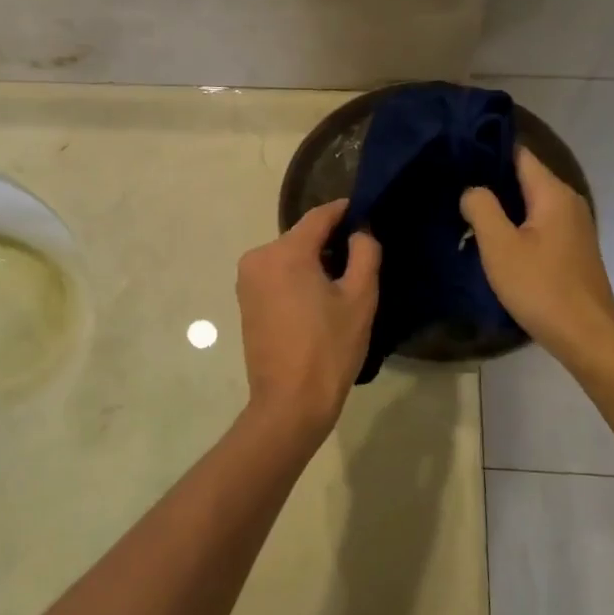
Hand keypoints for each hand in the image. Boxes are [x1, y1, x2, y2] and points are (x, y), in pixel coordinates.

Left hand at [236, 199, 381, 442]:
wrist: (289, 404)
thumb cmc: (329, 349)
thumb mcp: (360, 298)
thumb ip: (365, 253)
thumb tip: (360, 231)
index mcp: (285, 252)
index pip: (320, 216)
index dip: (346, 211)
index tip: (368, 213)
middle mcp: (258, 257)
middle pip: (302, 236)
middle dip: (331, 242)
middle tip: (362, 257)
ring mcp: (247, 280)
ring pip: (289, 256)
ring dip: (314, 262)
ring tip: (343, 282)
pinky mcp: (245, 301)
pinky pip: (277, 275)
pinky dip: (297, 278)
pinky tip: (318, 299)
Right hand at [461, 148, 613, 362]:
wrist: (586, 336)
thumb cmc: (540, 287)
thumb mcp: (500, 246)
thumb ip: (481, 208)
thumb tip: (472, 189)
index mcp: (553, 193)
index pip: (519, 153)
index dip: (487, 148)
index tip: (455, 150)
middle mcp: (568, 201)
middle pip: (524, 176)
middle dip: (490, 178)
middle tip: (451, 181)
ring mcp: (573, 225)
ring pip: (530, 202)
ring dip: (501, 204)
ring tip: (465, 208)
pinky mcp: (571, 248)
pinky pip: (538, 222)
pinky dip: (515, 222)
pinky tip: (492, 236)